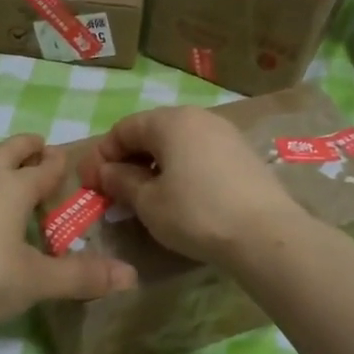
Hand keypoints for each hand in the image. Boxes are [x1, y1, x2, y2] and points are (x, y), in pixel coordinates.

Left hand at [0, 134, 137, 324]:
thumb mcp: (38, 280)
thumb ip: (82, 277)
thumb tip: (131, 276)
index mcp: (12, 189)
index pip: (43, 168)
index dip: (58, 162)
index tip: (67, 156)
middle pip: (5, 153)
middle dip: (24, 147)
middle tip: (38, 144)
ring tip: (11, 185)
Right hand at [75, 106, 303, 262]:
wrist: (265, 235)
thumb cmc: (196, 213)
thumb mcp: (148, 202)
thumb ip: (121, 182)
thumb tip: (105, 172)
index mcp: (170, 121)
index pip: (123, 129)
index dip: (101, 155)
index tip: (88, 183)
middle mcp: (199, 118)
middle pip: (151, 133)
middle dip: (127, 160)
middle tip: (112, 190)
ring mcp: (225, 135)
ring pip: (177, 145)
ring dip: (153, 167)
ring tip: (143, 197)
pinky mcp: (243, 156)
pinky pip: (199, 156)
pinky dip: (180, 171)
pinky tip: (177, 198)